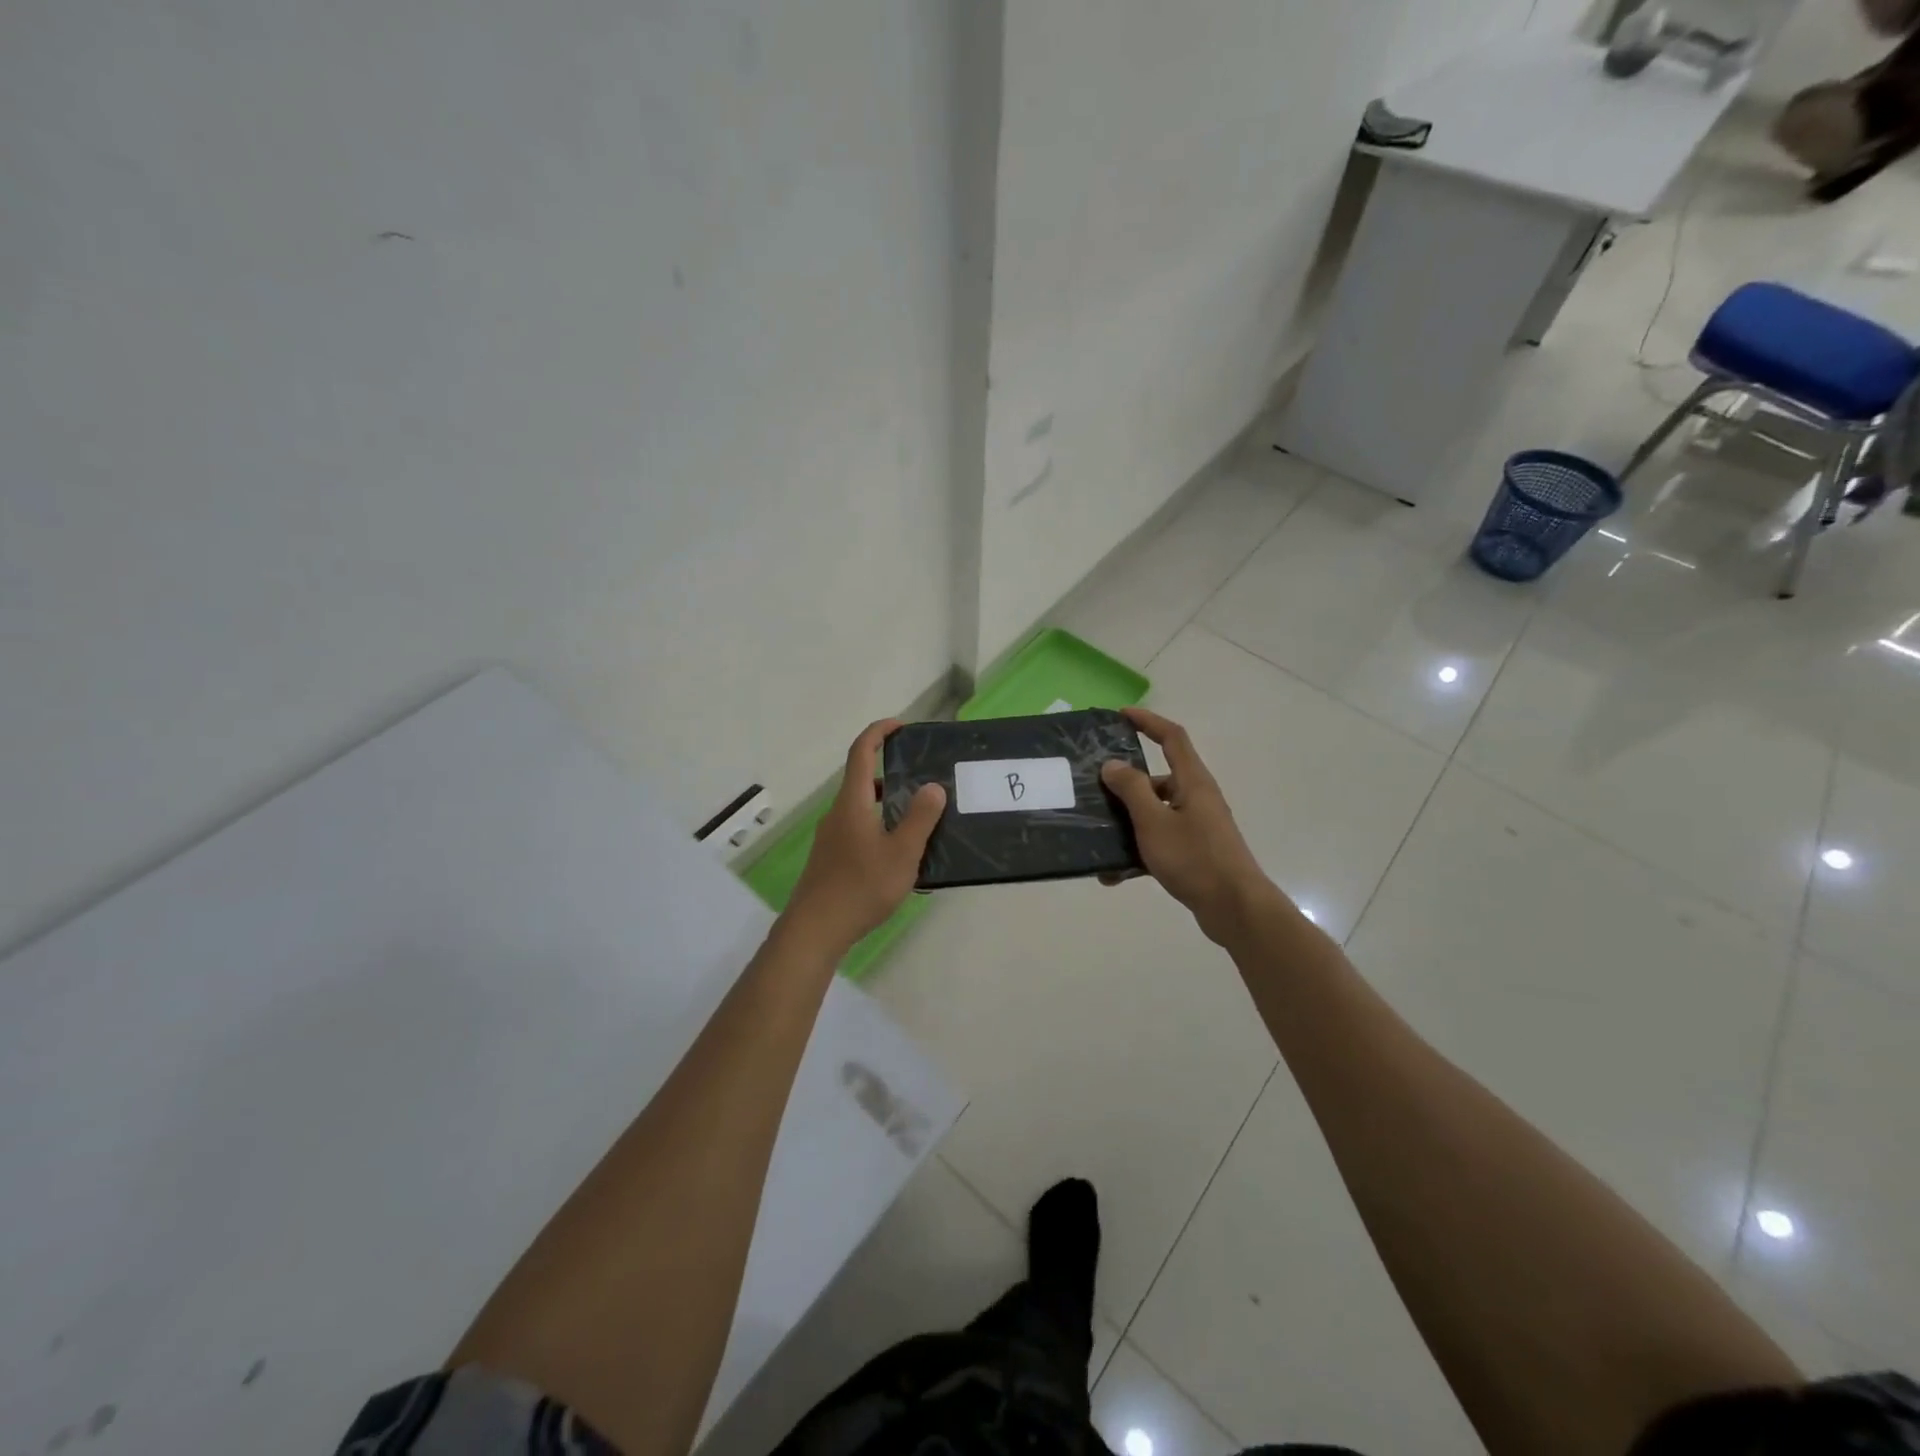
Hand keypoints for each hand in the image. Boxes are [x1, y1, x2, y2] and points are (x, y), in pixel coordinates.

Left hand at [784, 720, 946, 956]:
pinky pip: (859, 829)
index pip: (862, 752)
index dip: (879, 732)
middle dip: (892, 772)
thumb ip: (920, 818)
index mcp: (853, 802)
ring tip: (920, 817)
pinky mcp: (831, 858)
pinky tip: (901, 854)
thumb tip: (933, 786)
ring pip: (862, 807)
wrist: (815, 929)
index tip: (901, 726)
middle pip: (863, 779)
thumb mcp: (902, 853)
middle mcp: (838, 813)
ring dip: (888, 803)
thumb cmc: (861, 887)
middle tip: (924, 778)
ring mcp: (831, 836)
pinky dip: (880, 826)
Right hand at [1100, 707, 1281, 944]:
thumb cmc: (1195, 858)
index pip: (1171, 737)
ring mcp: (1197, 826)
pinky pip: (1159, 842)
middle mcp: (1197, 798)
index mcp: (1192, 782)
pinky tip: (1114, 875)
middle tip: (1095, 788)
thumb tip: (1113, 764)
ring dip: (1127, 824)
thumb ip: (1131, 789)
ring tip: (1097, 838)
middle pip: (1158, 778)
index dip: (1148, 721)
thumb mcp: (1154, 821)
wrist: (1235, 908)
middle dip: (1126, 783)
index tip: (1121, 715)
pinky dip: (1137, 853)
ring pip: (1155, 814)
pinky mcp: (1194, 852)